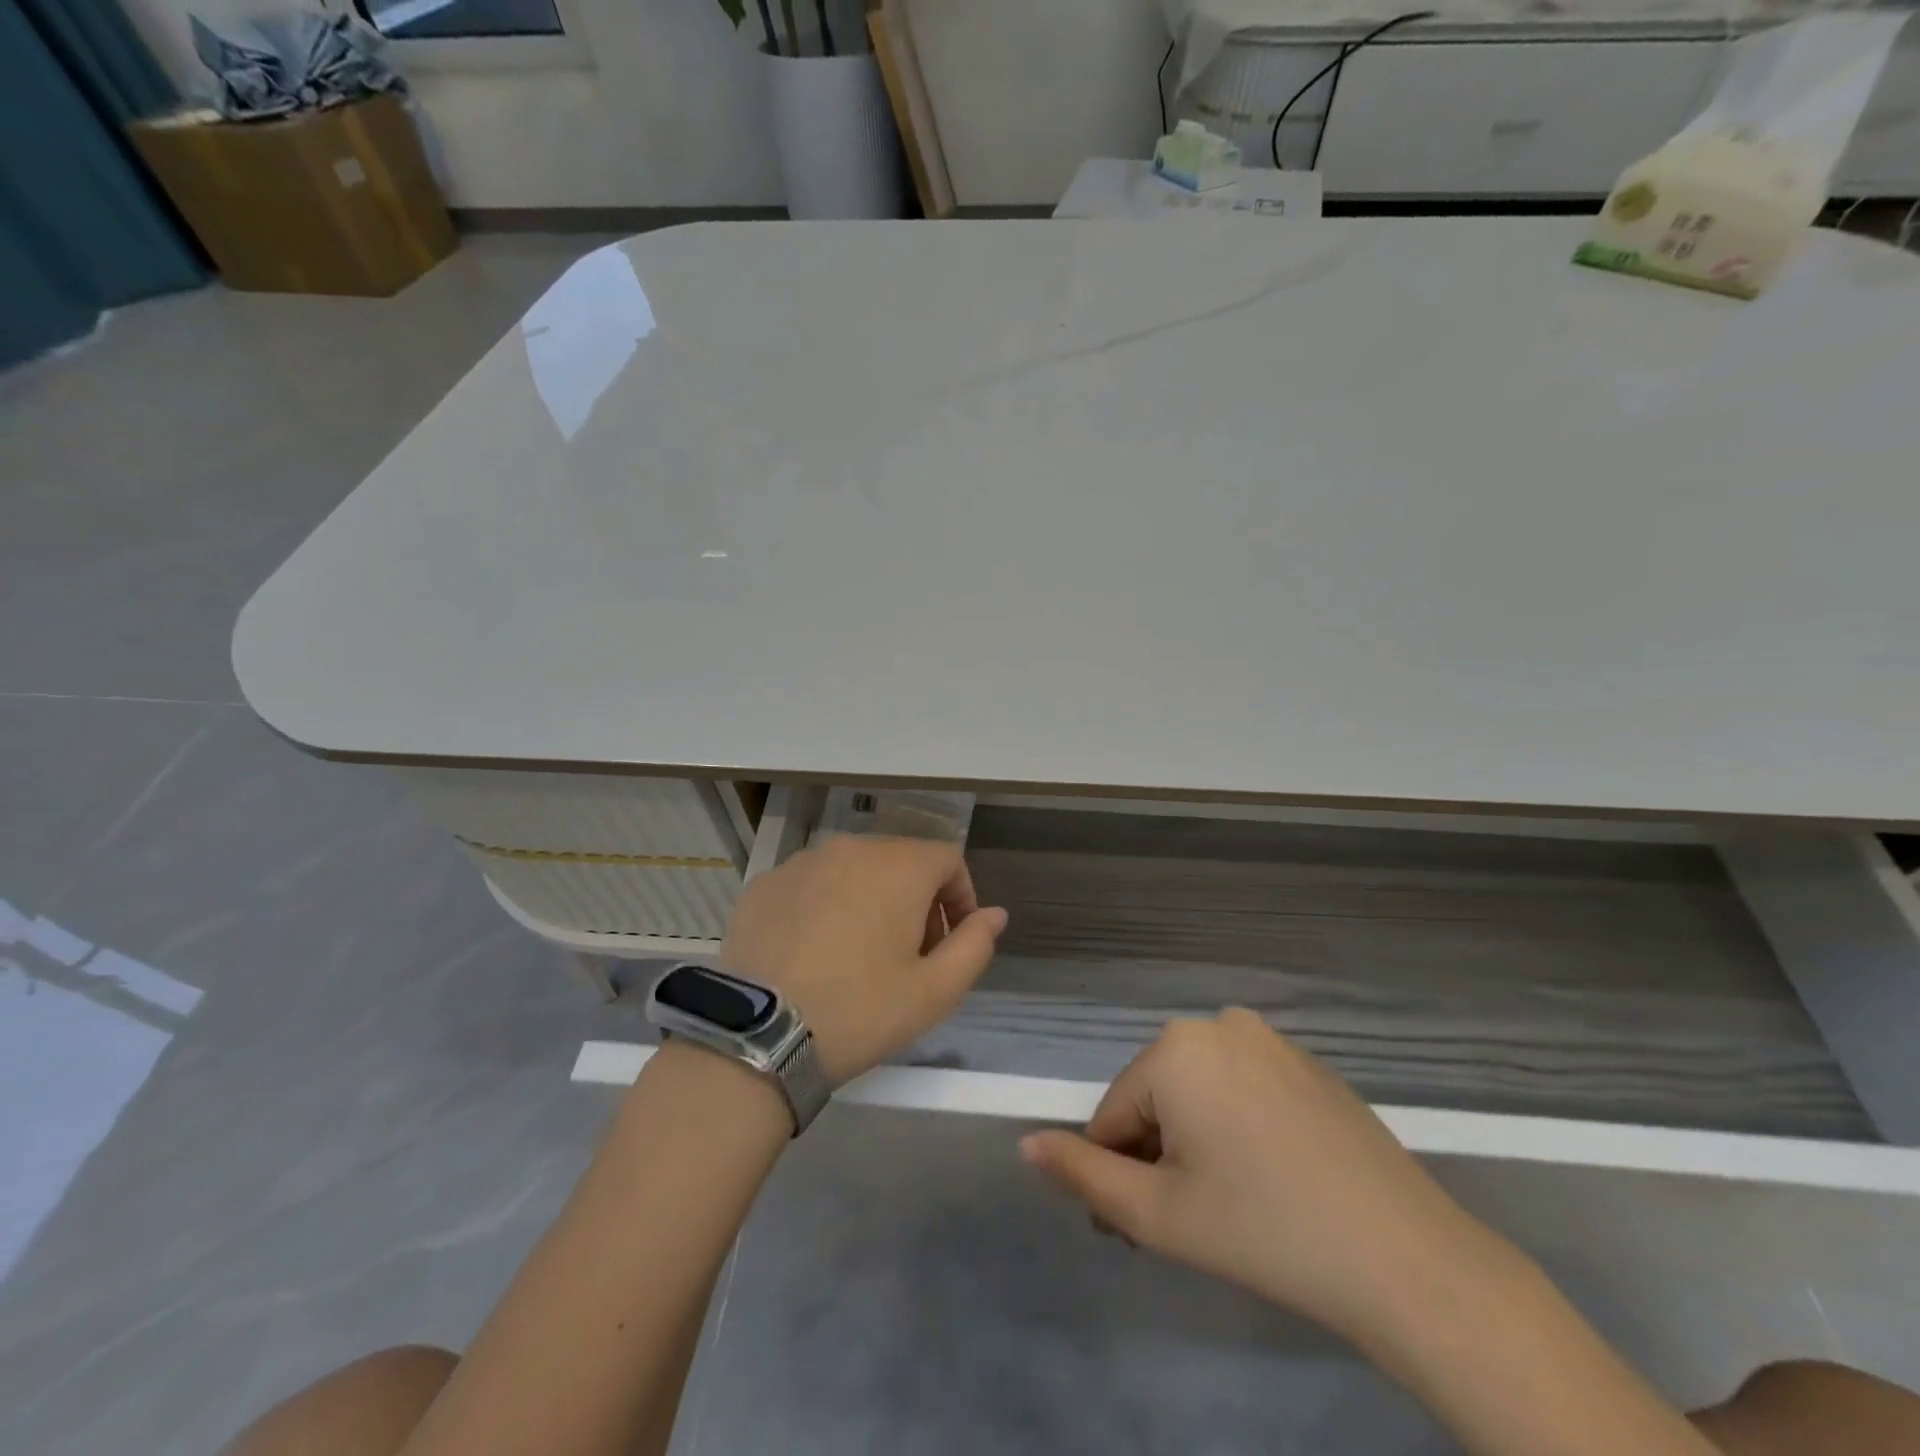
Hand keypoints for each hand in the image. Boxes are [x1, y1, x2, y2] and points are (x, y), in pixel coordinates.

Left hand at [719, 835, 1008, 1085]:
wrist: (758, 1037)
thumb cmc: (860, 1011)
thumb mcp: (934, 992)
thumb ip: (975, 945)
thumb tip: (994, 914)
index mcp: (898, 866)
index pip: (948, 859)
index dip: (960, 897)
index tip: (951, 941)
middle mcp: (850, 848)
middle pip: (900, 859)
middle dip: (917, 898)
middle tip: (910, 953)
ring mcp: (801, 863)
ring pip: (853, 869)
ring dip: (870, 898)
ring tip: (860, 952)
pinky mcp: (764, 884)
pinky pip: (812, 883)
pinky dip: (825, 904)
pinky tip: (815, 951)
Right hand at [1019, 1009, 1513, 1346]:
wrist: (1406, 1260)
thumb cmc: (1264, 1231)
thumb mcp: (1158, 1214)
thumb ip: (1083, 1173)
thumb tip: (1025, 1143)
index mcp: (1176, 1048)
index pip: (1114, 1113)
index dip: (1118, 1173)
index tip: (1139, 1230)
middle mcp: (1218, 1024)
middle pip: (1157, 1097)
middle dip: (1156, 1157)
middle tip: (1188, 1224)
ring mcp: (1269, 1039)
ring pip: (1199, 1093)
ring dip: (1194, 1143)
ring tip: (1228, 1208)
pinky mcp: (1307, 1063)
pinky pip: (1243, 1089)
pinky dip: (1237, 1128)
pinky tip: (1271, 1181)